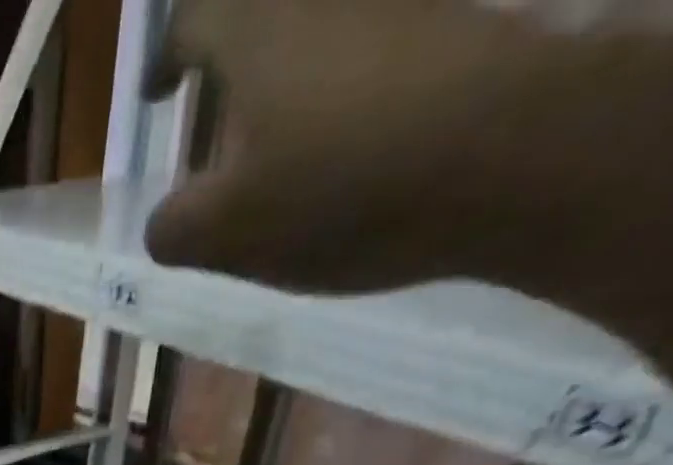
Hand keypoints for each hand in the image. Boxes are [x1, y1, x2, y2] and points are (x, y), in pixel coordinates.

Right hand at [139, 2, 672, 464]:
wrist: (513, 151)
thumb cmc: (343, 191)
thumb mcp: (228, 235)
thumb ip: (174, 229)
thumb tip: (161, 221)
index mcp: (256, 29)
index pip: (190, 24)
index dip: (167, 60)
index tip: (160, 93)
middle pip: (261, 14)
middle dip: (236, 52)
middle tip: (227, 108)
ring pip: (327, 24)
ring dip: (301, 60)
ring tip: (292, 127)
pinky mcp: (458, 17)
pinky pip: (390, 35)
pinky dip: (363, 67)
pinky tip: (362, 121)